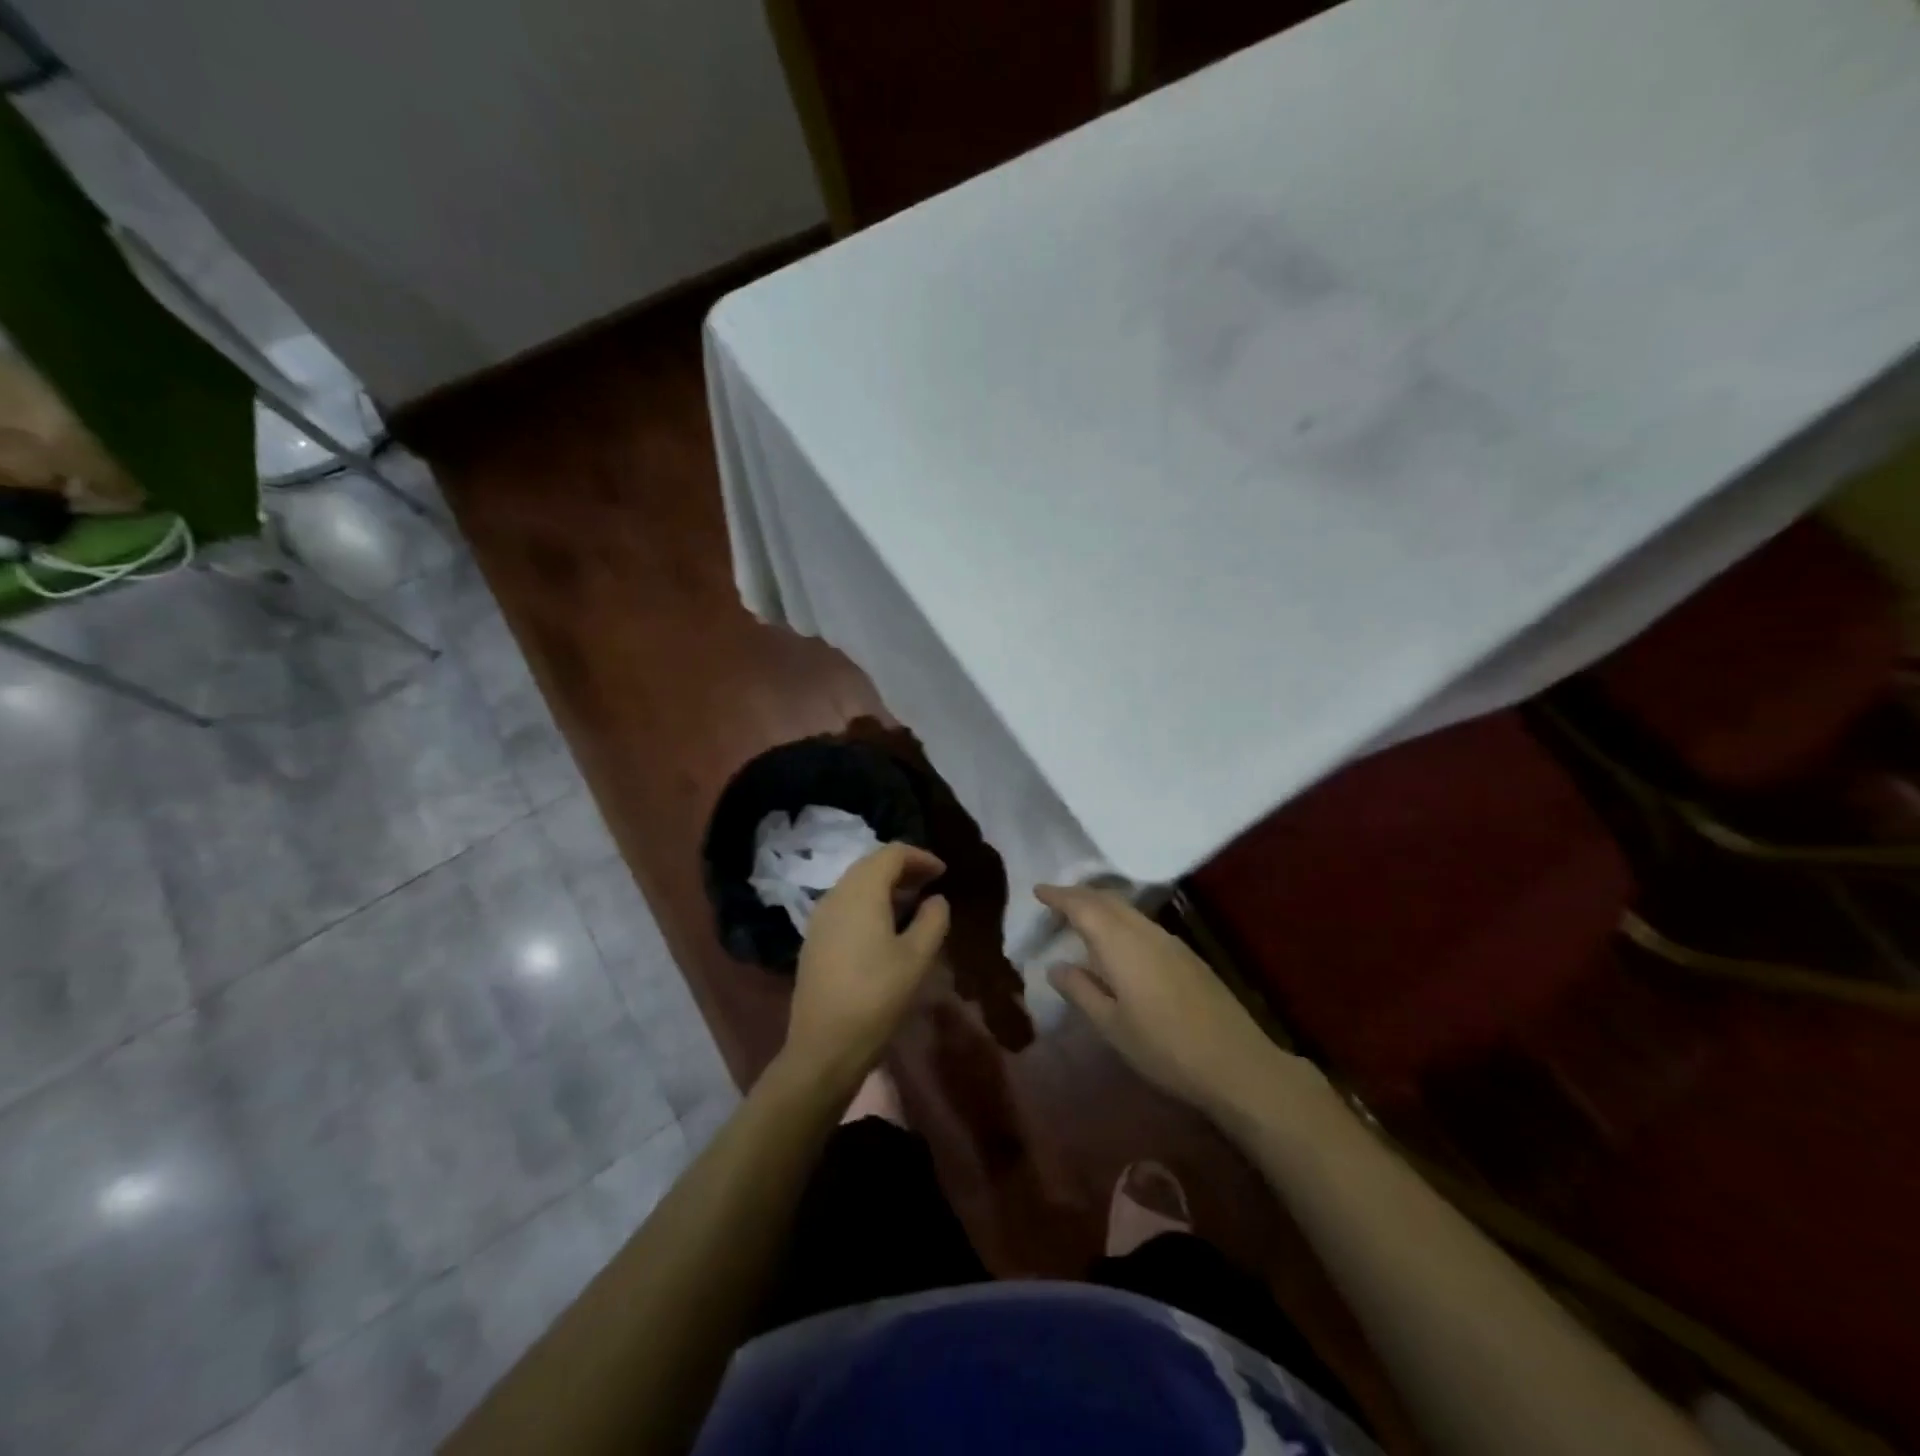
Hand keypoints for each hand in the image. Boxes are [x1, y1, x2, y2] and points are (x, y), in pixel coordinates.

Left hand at [784, 844, 949, 1089]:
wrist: (824, 1046)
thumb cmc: (877, 997)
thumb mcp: (917, 958)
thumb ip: (933, 920)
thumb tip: (936, 900)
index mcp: (861, 892)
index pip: (892, 854)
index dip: (920, 857)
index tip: (944, 872)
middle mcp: (836, 895)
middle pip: (870, 865)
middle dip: (903, 869)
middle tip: (931, 884)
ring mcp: (820, 918)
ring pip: (855, 885)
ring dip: (885, 886)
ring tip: (913, 904)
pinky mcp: (814, 940)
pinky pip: (845, 905)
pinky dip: (868, 903)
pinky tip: (885, 927)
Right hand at [1038, 885, 1288, 1118]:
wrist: (1237, 1064)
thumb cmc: (1165, 1048)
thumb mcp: (1112, 1026)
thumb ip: (1081, 991)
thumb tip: (1056, 966)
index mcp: (1121, 945)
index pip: (1083, 907)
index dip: (1059, 896)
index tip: (1038, 890)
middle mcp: (1146, 932)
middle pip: (1108, 900)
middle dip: (1079, 895)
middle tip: (1055, 900)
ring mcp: (1171, 942)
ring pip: (1128, 910)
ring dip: (1101, 906)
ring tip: (1081, 918)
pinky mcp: (1188, 956)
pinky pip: (1143, 924)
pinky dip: (1121, 920)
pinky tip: (1118, 941)